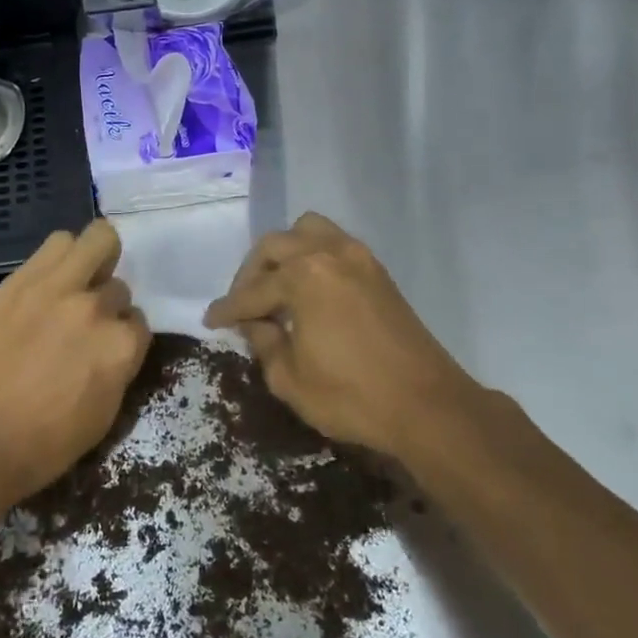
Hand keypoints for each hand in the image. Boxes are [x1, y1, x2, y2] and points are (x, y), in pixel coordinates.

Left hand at [0, 220, 149, 507]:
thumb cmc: (45, 444)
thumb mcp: (104, 413)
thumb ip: (118, 366)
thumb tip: (115, 345)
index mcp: (122, 346)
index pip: (138, 322)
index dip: (121, 335)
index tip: (104, 346)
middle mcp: (97, 308)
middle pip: (118, 285)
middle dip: (106, 302)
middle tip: (86, 317)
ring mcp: (58, 287)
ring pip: (96, 240)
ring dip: (92, 260)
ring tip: (74, 280)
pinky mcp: (21, 279)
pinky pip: (55, 244)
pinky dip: (60, 256)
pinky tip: (48, 278)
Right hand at [204, 212, 476, 463]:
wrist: (428, 406)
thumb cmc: (351, 397)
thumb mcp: (289, 379)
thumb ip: (264, 343)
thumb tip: (256, 324)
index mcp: (303, 277)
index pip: (252, 290)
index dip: (228, 308)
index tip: (210, 321)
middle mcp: (329, 254)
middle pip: (275, 245)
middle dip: (251, 273)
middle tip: (243, 305)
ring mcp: (359, 258)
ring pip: (308, 231)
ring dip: (285, 253)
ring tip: (276, 286)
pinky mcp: (378, 272)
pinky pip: (334, 244)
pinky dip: (313, 257)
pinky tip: (307, 290)